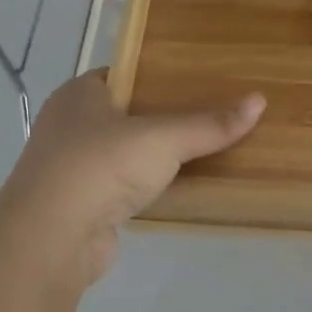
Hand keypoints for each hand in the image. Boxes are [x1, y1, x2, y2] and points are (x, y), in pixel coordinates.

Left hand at [0, 70, 264, 286]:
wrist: (52, 239)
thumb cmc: (100, 167)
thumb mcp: (163, 138)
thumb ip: (210, 124)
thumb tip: (259, 102)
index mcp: (79, 94)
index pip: (125, 73)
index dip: (160, 75)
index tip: (199, 80)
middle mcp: (70, 125)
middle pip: (128, 113)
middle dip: (165, 116)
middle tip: (212, 113)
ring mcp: (73, 167)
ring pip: (127, 152)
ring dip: (158, 155)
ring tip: (206, 148)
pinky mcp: (82, 203)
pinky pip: (125, 185)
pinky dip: (149, 185)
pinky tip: (181, 186)